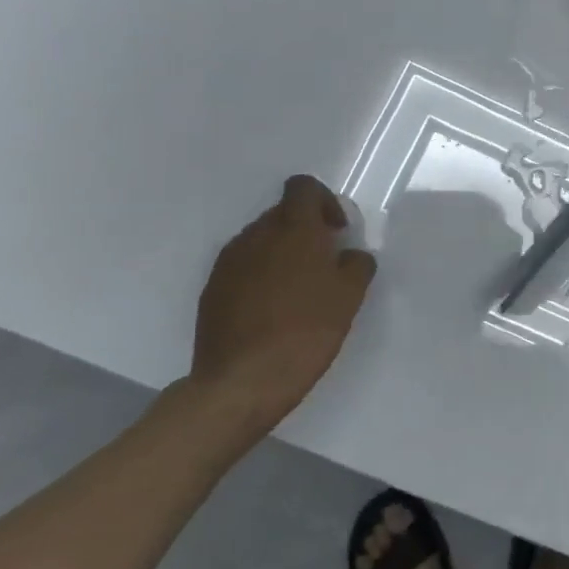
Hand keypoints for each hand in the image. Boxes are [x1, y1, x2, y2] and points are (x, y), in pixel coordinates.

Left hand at [185, 175, 377, 435]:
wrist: (242, 381)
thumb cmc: (306, 331)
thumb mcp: (350, 297)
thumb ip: (357, 265)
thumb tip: (350, 256)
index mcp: (294, 229)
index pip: (303, 187)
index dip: (324, 201)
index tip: (337, 232)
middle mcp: (257, 235)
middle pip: (282, 214)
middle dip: (305, 231)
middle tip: (324, 265)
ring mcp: (229, 262)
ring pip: (261, 241)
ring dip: (281, 254)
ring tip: (298, 292)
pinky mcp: (212, 289)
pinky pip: (243, 268)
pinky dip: (260, 277)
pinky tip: (272, 311)